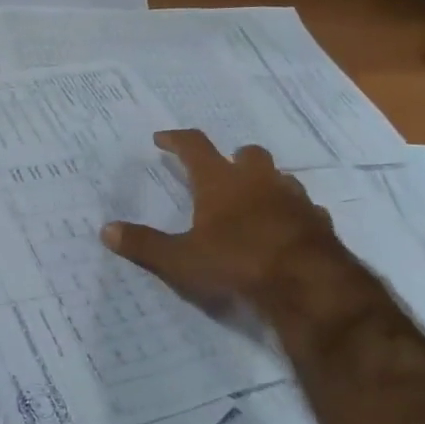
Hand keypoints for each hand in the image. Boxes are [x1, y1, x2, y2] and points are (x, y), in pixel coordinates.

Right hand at [102, 130, 369, 332]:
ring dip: (264, 183)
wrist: (308, 284)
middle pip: (247, 153)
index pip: (194, 146)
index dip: (176, 140)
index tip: (162, 138)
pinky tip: (284, 229)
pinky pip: (303, 208)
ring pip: (279, 177)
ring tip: (251, 202)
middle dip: (232, 158)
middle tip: (219, 172)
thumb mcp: (181, 260)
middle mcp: (258, 181)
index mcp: (220, 182)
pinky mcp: (318, 221)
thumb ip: (144, 245)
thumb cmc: (237, 263)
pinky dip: (290, 213)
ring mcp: (293, 198)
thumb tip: (105, 230)